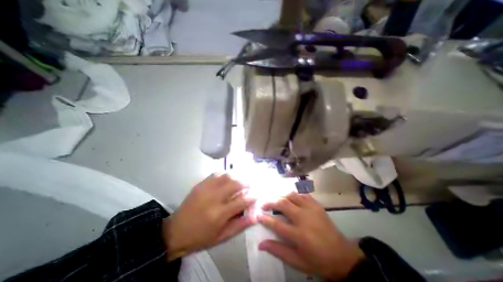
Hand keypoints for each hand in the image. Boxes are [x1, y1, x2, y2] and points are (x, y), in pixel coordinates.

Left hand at [164, 172, 255, 260]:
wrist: (175, 231)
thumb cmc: (201, 237)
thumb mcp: (222, 237)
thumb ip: (240, 225)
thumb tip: (255, 216)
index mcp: (219, 214)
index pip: (242, 201)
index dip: (253, 196)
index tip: (258, 194)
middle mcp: (214, 198)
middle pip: (235, 184)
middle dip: (247, 182)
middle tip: (252, 183)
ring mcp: (206, 189)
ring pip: (226, 176)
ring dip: (238, 175)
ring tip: (243, 178)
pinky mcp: (201, 184)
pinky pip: (216, 174)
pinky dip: (226, 173)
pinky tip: (229, 176)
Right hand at [257, 192, 363, 280]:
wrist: (343, 256)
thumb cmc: (318, 261)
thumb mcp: (297, 261)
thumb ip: (278, 251)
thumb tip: (261, 244)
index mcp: (299, 235)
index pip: (276, 224)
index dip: (265, 218)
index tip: (257, 215)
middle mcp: (304, 218)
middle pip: (283, 204)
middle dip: (270, 202)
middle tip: (264, 204)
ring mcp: (311, 209)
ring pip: (292, 195)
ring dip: (281, 196)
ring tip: (275, 200)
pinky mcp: (317, 205)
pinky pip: (302, 194)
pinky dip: (294, 194)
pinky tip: (290, 198)